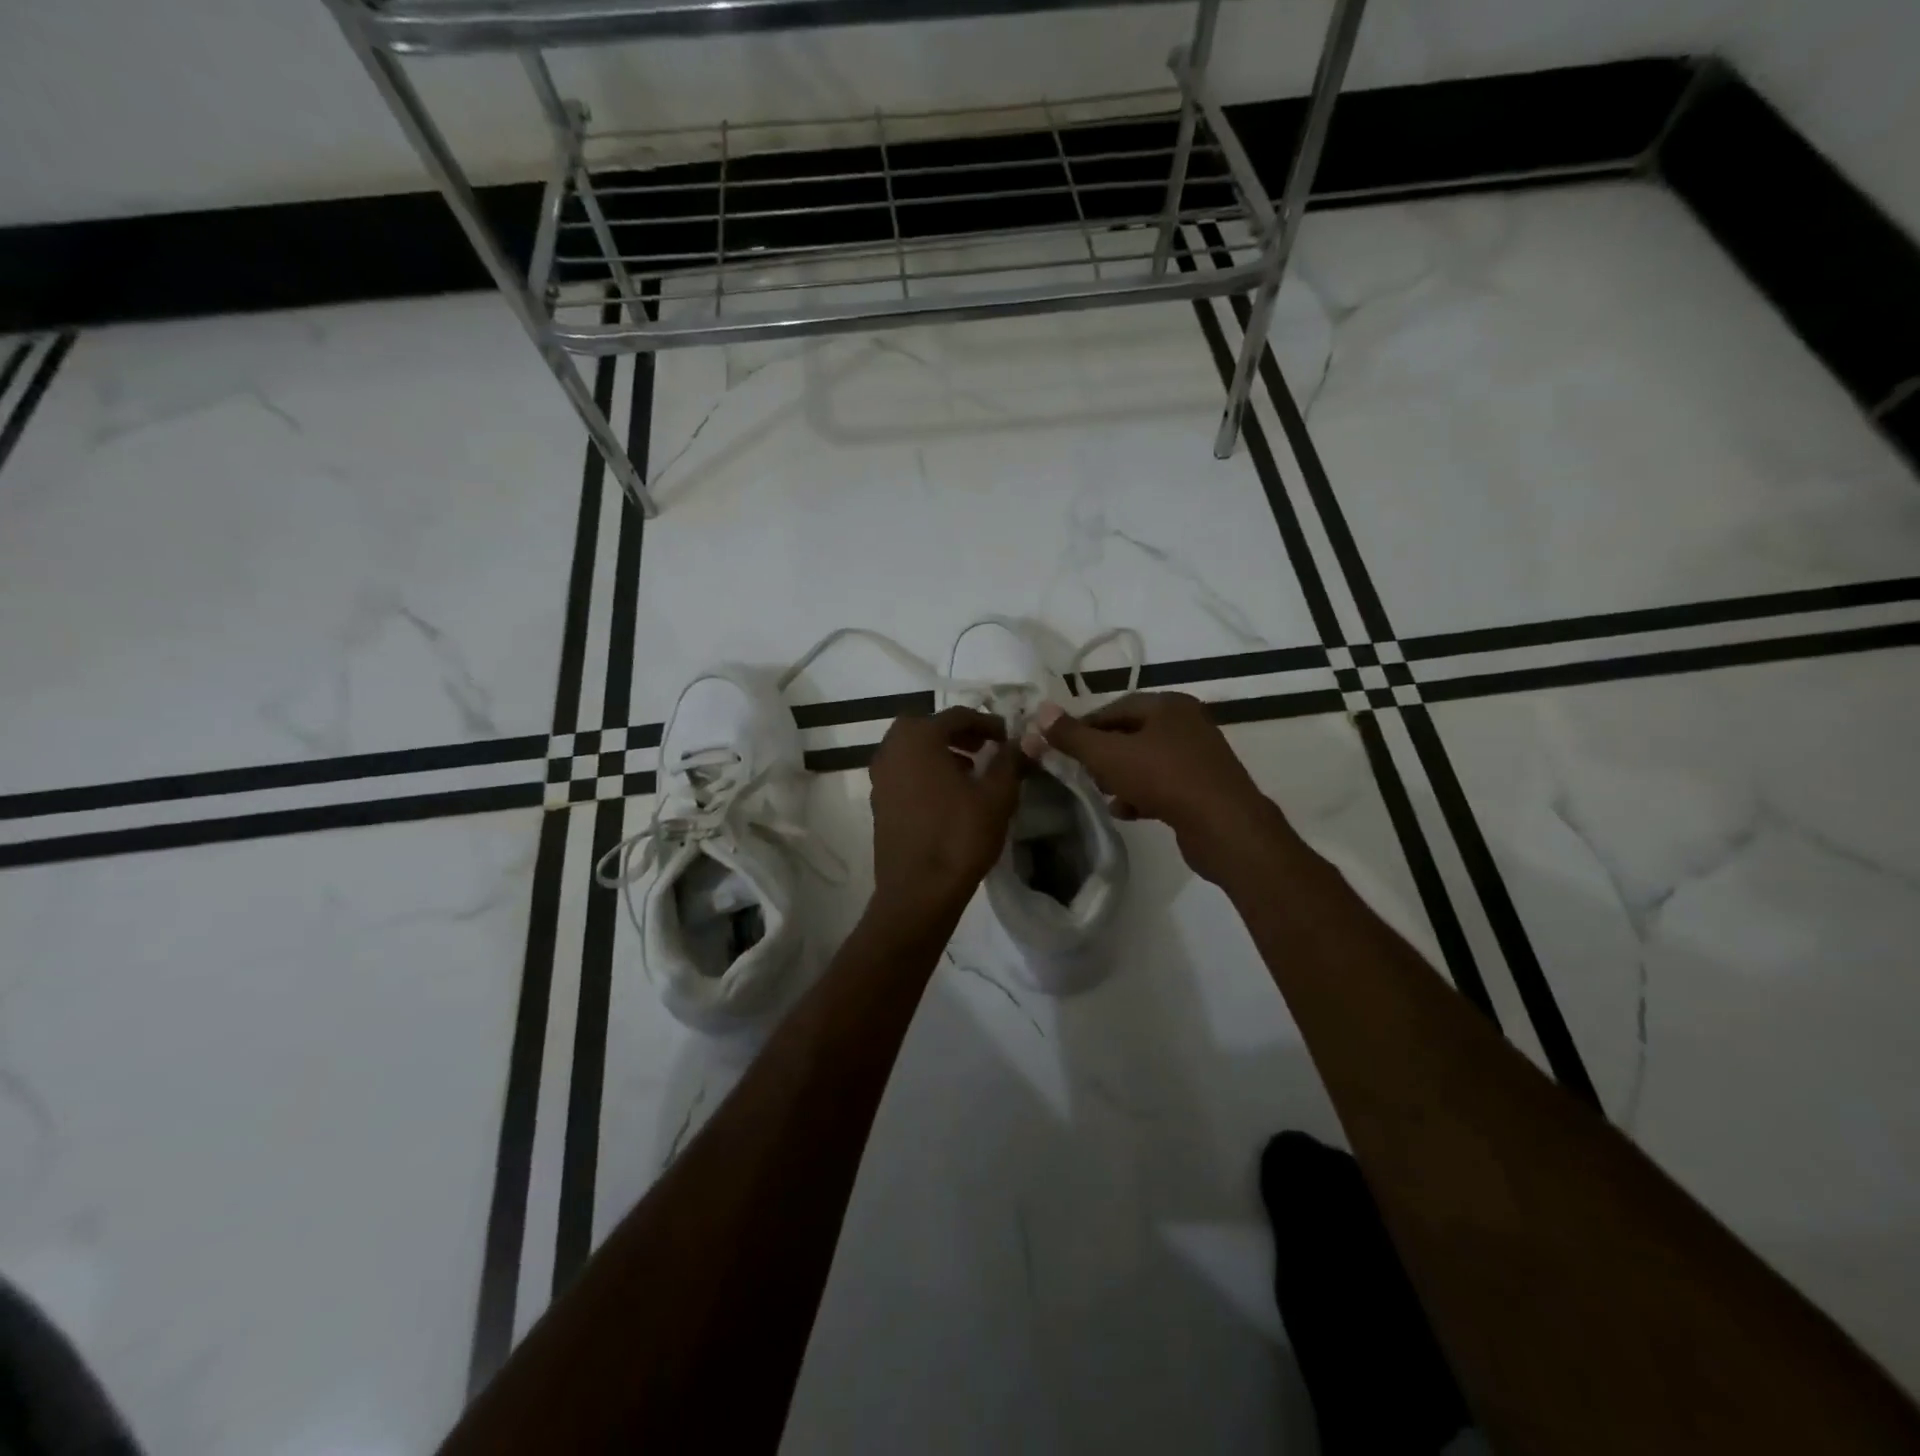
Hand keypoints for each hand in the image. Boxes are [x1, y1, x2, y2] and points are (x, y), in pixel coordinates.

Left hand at [868, 706, 1020, 917]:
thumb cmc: (959, 837)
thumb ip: (1011, 761)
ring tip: (972, 772)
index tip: (1009, 737)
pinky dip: (926, 773)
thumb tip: (1027, 739)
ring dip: (941, 753)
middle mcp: (891, 750)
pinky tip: (950, 796)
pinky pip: (905, 773)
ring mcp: (880, 777)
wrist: (918, 892)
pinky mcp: (879, 803)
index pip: (957, 716)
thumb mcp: (996, 796)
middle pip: (928, 728)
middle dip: (959, 734)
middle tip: (986, 748)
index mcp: (918, 738)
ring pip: (913, 751)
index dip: (987, 723)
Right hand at [1030, 692, 1287, 885]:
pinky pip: (1163, 784)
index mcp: (1168, 705)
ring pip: (1146, 760)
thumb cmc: (1164, 779)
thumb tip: (1040, 711)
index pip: (1115, 707)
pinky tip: (1125, 812)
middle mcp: (1187, 724)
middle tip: (1080, 772)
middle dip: (1102, 754)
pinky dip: (1141, 794)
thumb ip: (1073, 736)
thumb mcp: (1108, 755)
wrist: (1224, 827)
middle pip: (1131, 733)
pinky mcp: (1204, 788)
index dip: (1084, 727)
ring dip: (1120, 776)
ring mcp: (1199, 757)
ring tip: (1100, 793)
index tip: (1061, 748)